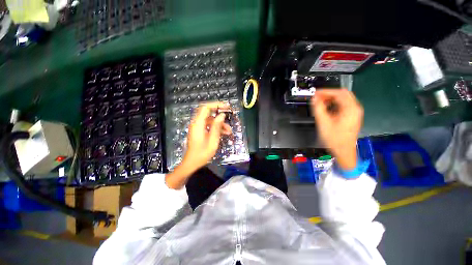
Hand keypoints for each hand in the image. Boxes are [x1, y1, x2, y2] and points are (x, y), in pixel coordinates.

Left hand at [165, 102, 231, 188]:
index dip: (216, 105)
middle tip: (229, 114)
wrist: (192, 163)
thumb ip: (217, 126)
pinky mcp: (199, 131)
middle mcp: (196, 123)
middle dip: (219, 113)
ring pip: (210, 120)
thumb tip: (222, 115)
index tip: (226, 106)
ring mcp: (198, 127)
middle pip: (208, 112)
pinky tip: (224, 133)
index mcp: (198, 124)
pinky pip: (209, 126)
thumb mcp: (212, 140)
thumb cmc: (202, 153)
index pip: (206, 108)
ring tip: (229, 131)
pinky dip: (216, 128)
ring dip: (220, 124)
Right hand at [311, 89, 363, 169]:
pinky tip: (327, 109)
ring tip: (320, 103)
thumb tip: (314, 99)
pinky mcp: (352, 117)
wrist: (344, 151)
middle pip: (343, 94)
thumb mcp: (323, 123)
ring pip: (343, 99)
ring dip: (331, 99)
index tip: (315, 93)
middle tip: (317, 98)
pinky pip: (343, 105)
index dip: (326, 91)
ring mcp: (354, 113)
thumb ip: (318, 109)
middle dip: (329, 94)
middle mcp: (355, 108)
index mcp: (350, 109)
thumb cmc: (334, 138)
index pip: (339, 93)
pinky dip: (334, 104)